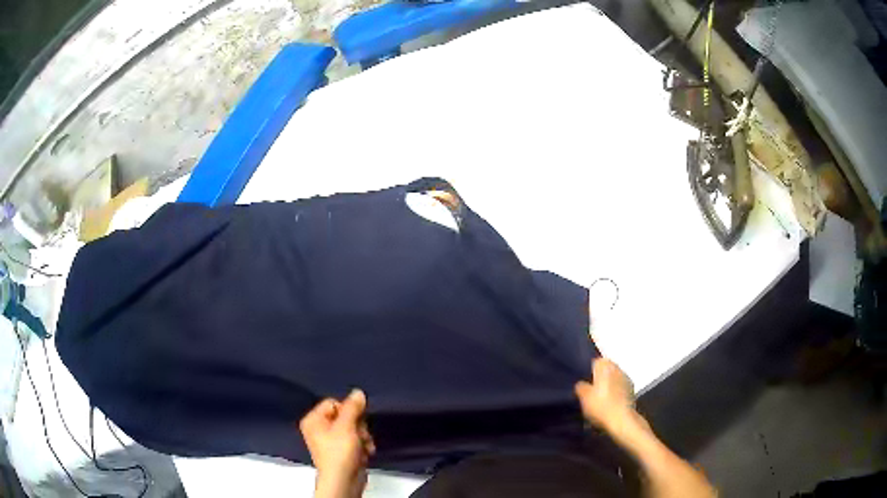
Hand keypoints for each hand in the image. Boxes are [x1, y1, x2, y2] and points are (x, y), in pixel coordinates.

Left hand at [300, 389, 375, 497]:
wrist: (343, 481)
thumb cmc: (340, 452)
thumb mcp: (347, 426)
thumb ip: (353, 407)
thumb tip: (358, 392)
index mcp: (313, 420)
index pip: (333, 403)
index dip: (348, 410)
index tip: (356, 421)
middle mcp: (319, 429)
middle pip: (345, 416)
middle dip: (358, 426)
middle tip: (361, 436)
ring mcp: (330, 441)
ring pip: (353, 429)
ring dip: (363, 437)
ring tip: (365, 447)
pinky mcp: (341, 452)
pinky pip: (354, 441)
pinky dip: (362, 446)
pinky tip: (365, 453)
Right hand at [575, 358, 637, 432]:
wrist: (622, 419)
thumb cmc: (601, 405)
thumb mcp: (583, 397)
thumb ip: (580, 387)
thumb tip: (581, 383)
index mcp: (605, 366)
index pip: (595, 361)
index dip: (589, 371)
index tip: (584, 382)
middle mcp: (617, 368)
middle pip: (606, 369)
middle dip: (600, 377)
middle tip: (591, 391)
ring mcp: (626, 378)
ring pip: (614, 378)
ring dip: (608, 384)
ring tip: (600, 398)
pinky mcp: (632, 390)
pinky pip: (620, 387)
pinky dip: (615, 392)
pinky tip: (610, 403)